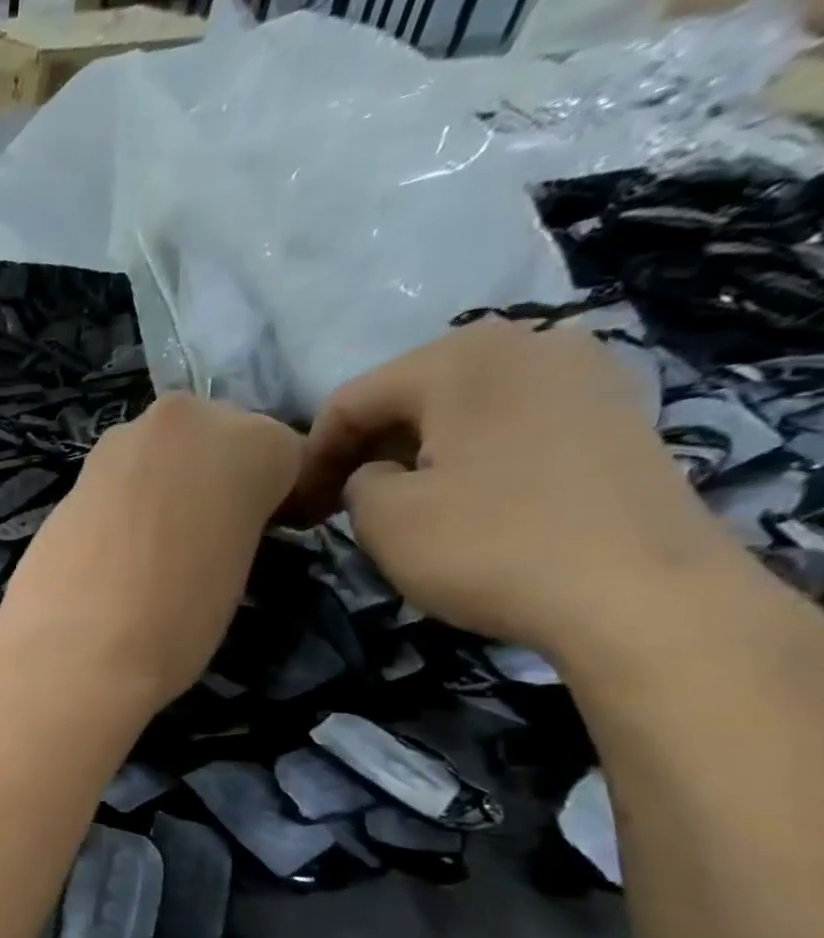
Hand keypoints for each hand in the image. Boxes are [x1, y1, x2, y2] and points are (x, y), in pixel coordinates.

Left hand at [0, 393, 301, 718]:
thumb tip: (213, 528)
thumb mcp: (240, 571)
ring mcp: (120, 441)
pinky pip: (116, 481)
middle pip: (214, 440)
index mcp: (252, 442)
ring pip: (160, 454)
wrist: (74, 649)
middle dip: (212, 479)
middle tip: (202, 538)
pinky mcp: (72, 474)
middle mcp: (186, 420)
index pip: (282, 455)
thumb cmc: (177, 622)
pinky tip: (111, 550)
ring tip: (150, 549)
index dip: (275, 499)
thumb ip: (237, 525)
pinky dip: (120, 504)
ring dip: (162, 486)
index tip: (263, 535)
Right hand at [297, 320, 737, 656]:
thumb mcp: (383, 518)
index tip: (295, 508)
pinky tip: (463, 502)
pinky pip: (512, 425)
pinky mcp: (616, 417)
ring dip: (416, 453)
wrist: (641, 593)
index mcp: (461, 357)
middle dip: (364, 450)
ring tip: (397, 505)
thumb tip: (375, 477)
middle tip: (336, 507)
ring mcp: (584, 376)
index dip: (310, 457)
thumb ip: (356, 482)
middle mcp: (528, 344)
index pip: (350, 401)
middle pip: (410, 396)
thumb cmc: (489, 544)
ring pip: (462, 409)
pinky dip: (471, 457)